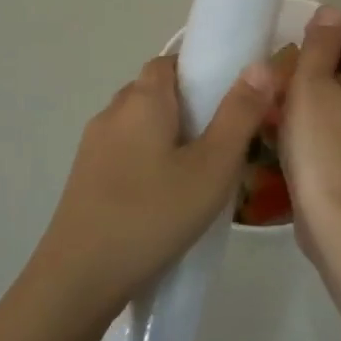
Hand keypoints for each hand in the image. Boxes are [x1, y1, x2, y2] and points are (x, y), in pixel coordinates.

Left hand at [36, 54, 271, 317]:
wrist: (80, 278)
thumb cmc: (154, 215)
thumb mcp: (212, 166)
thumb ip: (239, 114)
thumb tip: (260, 64)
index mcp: (142, 100)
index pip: (170, 62)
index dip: (200, 70)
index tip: (230, 99)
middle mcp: (112, 112)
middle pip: (155, 91)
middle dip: (189, 105)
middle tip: (224, 138)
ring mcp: (93, 146)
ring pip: (139, 124)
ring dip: (168, 135)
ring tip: (200, 170)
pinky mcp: (85, 177)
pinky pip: (125, 151)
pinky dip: (148, 158)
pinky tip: (166, 195)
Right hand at [281, 7, 340, 258]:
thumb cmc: (323, 146)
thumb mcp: (311, 87)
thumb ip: (320, 46)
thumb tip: (331, 13)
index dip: (338, 26)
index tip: (304, 46)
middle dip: (321, 58)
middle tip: (287, 74)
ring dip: (316, 89)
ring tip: (282, 102)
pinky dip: (320, 116)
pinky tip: (290, 131)